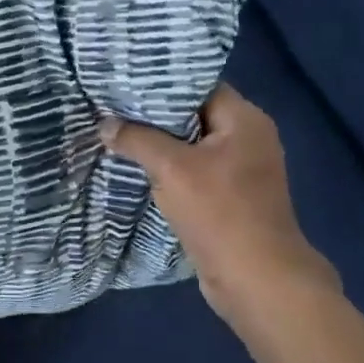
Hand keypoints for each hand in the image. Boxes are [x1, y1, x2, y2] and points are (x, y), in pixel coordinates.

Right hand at [100, 83, 339, 323]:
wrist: (258, 282)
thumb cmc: (220, 213)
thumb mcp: (171, 168)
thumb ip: (136, 139)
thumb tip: (105, 124)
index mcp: (245, 119)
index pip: (198, 84)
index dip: (161, 81)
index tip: (124, 80)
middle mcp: (249, 137)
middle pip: (194, 113)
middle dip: (154, 113)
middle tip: (113, 105)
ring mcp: (243, 169)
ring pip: (192, 143)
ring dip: (160, 142)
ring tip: (119, 131)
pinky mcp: (233, 196)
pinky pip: (195, 169)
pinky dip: (171, 167)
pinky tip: (138, 165)